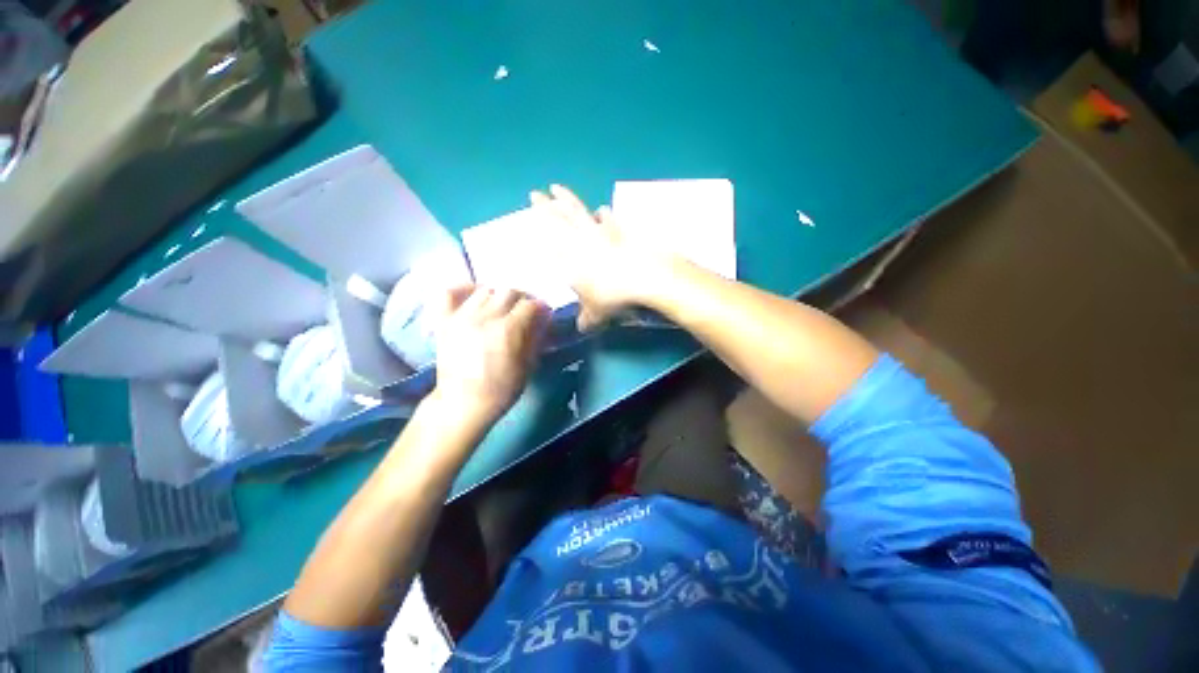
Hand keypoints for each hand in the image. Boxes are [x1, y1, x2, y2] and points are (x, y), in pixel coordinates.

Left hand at [429, 286, 548, 426]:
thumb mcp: (526, 368)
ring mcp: (462, 316)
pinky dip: (462, 290)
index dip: (540, 309)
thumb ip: (535, 340)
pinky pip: (450, 293)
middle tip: (522, 312)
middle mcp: (484, 316)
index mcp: (507, 330)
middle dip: (521, 299)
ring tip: (498, 309)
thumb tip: (541, 321)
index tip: (543, 316)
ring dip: (496, 296)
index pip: (530, 304)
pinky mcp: (445, 321)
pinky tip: (471, 296)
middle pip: (509, 291)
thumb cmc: (499, 391)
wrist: (462, 404)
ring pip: (485, 290)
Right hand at [531, 184, 678, 330]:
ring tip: (558, 189)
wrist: (645, 275)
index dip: (537, 231)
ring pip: (578, 209)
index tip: (528, 223)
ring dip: (567, 199)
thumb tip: (582, 327)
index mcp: (568, 259)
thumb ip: (586, 319)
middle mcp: (579, 240)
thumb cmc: (613, 295)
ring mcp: (600, 230)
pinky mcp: (620, 227)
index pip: (547, 241)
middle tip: (535, 192)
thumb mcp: (596, 314)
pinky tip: (601, 209)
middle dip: (545, 204)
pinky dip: (602, 212)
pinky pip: (607, 216)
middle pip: (559, 217)